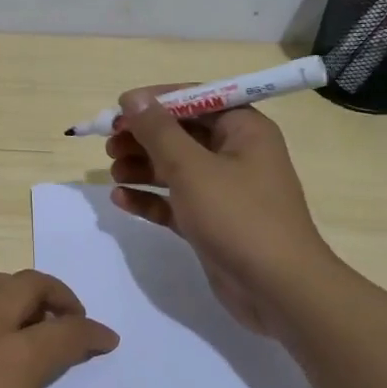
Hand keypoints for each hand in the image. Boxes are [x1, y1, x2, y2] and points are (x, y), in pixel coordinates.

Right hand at [106, 86, 328, 336]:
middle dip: (144, 137)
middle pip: (182, 134)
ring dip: (142, 167)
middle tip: (108, 144)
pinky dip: (150, 198)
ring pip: (175, 169)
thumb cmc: (238, 216)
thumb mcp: (191, 168)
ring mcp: (224, 191)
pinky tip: (121, 199)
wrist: (278, 289)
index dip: (156, 101)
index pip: (196, 99)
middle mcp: (236, 154)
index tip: (119, 109)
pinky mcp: (212, 222)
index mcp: (244, 129)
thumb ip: (158, 131)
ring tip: (112, 172)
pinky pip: (175, 201)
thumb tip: (134, 98)